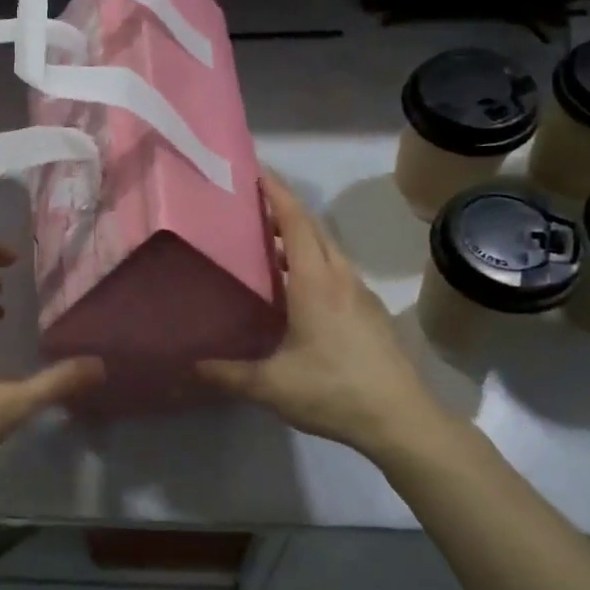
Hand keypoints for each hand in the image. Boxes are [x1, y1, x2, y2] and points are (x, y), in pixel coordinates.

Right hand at [198, 172, 449, 458]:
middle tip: (250, 204)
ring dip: (300, 236)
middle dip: (284, 208)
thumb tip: (189, 365)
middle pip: (312, 228)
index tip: (255, 171)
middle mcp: (340, 277)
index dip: (276, 192)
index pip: (295, 222)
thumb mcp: (271, 386)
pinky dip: (313, 260)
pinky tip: (296, 286)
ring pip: (327, 249)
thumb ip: (227, 374)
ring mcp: (359, 293)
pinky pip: (337, 270)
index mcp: (315, 282)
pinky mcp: (370, 311)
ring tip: (266, 242)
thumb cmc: (333, 391)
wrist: (401, 418)